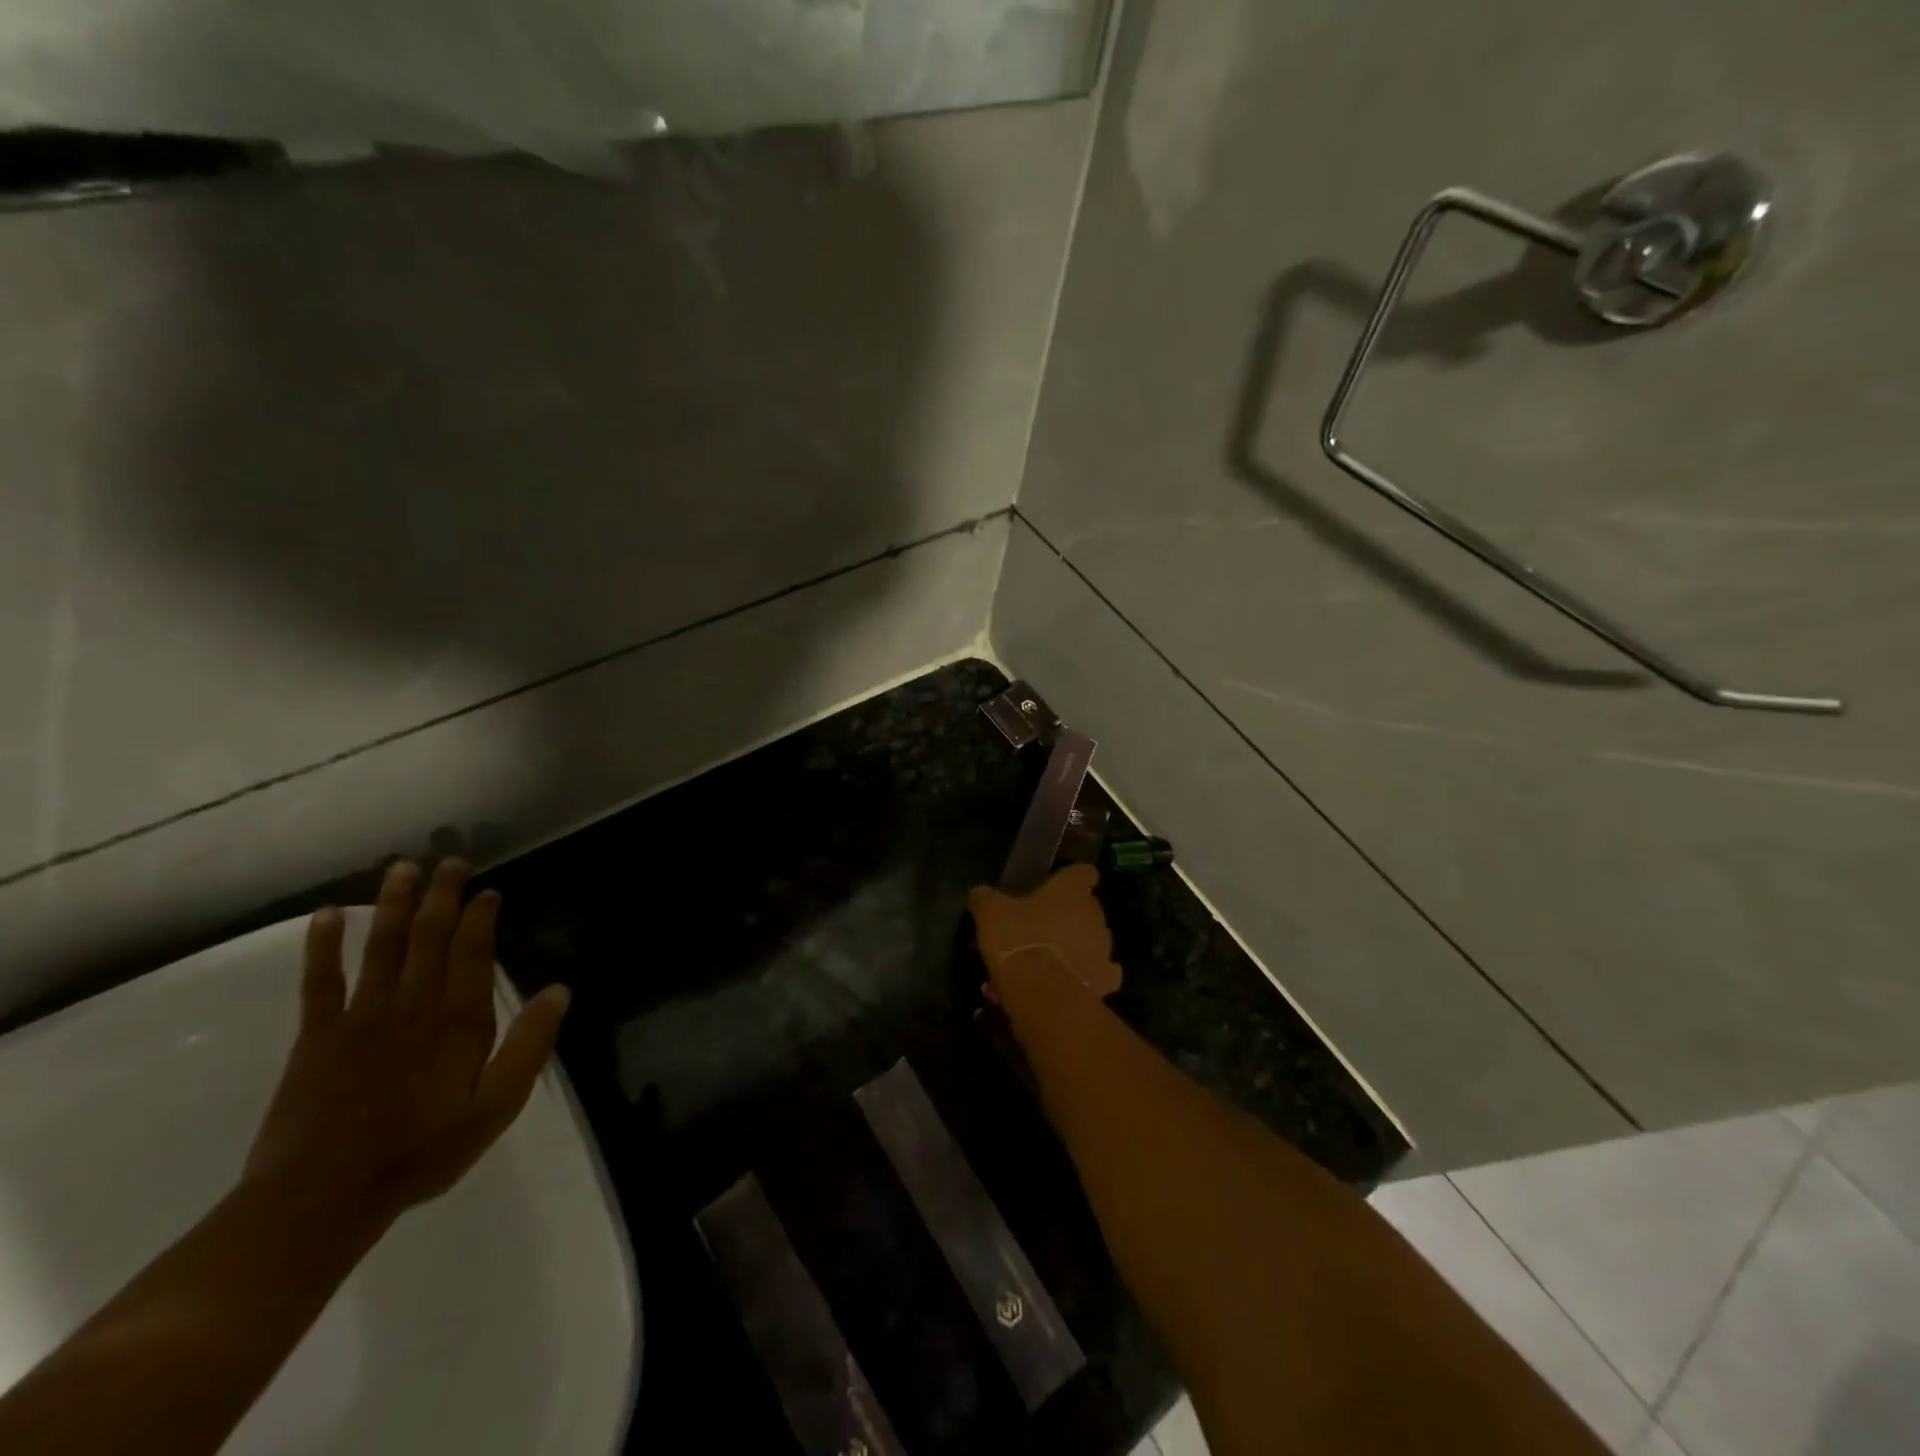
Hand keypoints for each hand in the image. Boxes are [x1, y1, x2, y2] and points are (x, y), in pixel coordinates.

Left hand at [243, 860, 569, 1235]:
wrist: (320, 1198)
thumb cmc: (421, 1151)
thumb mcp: (496, 1106)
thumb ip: (529, 1046)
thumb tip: (559, 990)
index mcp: (458, 1021)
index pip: (472, 952)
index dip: (480, 916)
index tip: (487, 891)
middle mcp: (412, 1005)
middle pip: (429, 937)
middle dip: (441, 896)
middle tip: (450, 861)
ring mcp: (361, 1016)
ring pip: (382, 946)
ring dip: (393, 905)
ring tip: (401, 868)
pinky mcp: (316, 1036)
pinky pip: (321, 981)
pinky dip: (323, 946)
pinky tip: (327, 916)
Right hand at [967, 864, 1122, 999]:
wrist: (1040, 991)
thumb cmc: (1017, 939)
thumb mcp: (990, 912)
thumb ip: (986, 898)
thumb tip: (981, 893)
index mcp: (1071, 890)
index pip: (1083, 872)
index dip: (1072, 879)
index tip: (1058, 887)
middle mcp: (1094, 913)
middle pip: (1086, 909)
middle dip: (1067, 917)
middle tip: (1040, 929)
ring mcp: (1104, 947)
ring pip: (1091, 941)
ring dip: (1074, 947)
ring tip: (1046, 963)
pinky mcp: (1106, 979)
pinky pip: (1100, 973)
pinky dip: (1087, 976)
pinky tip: (1068, 982)